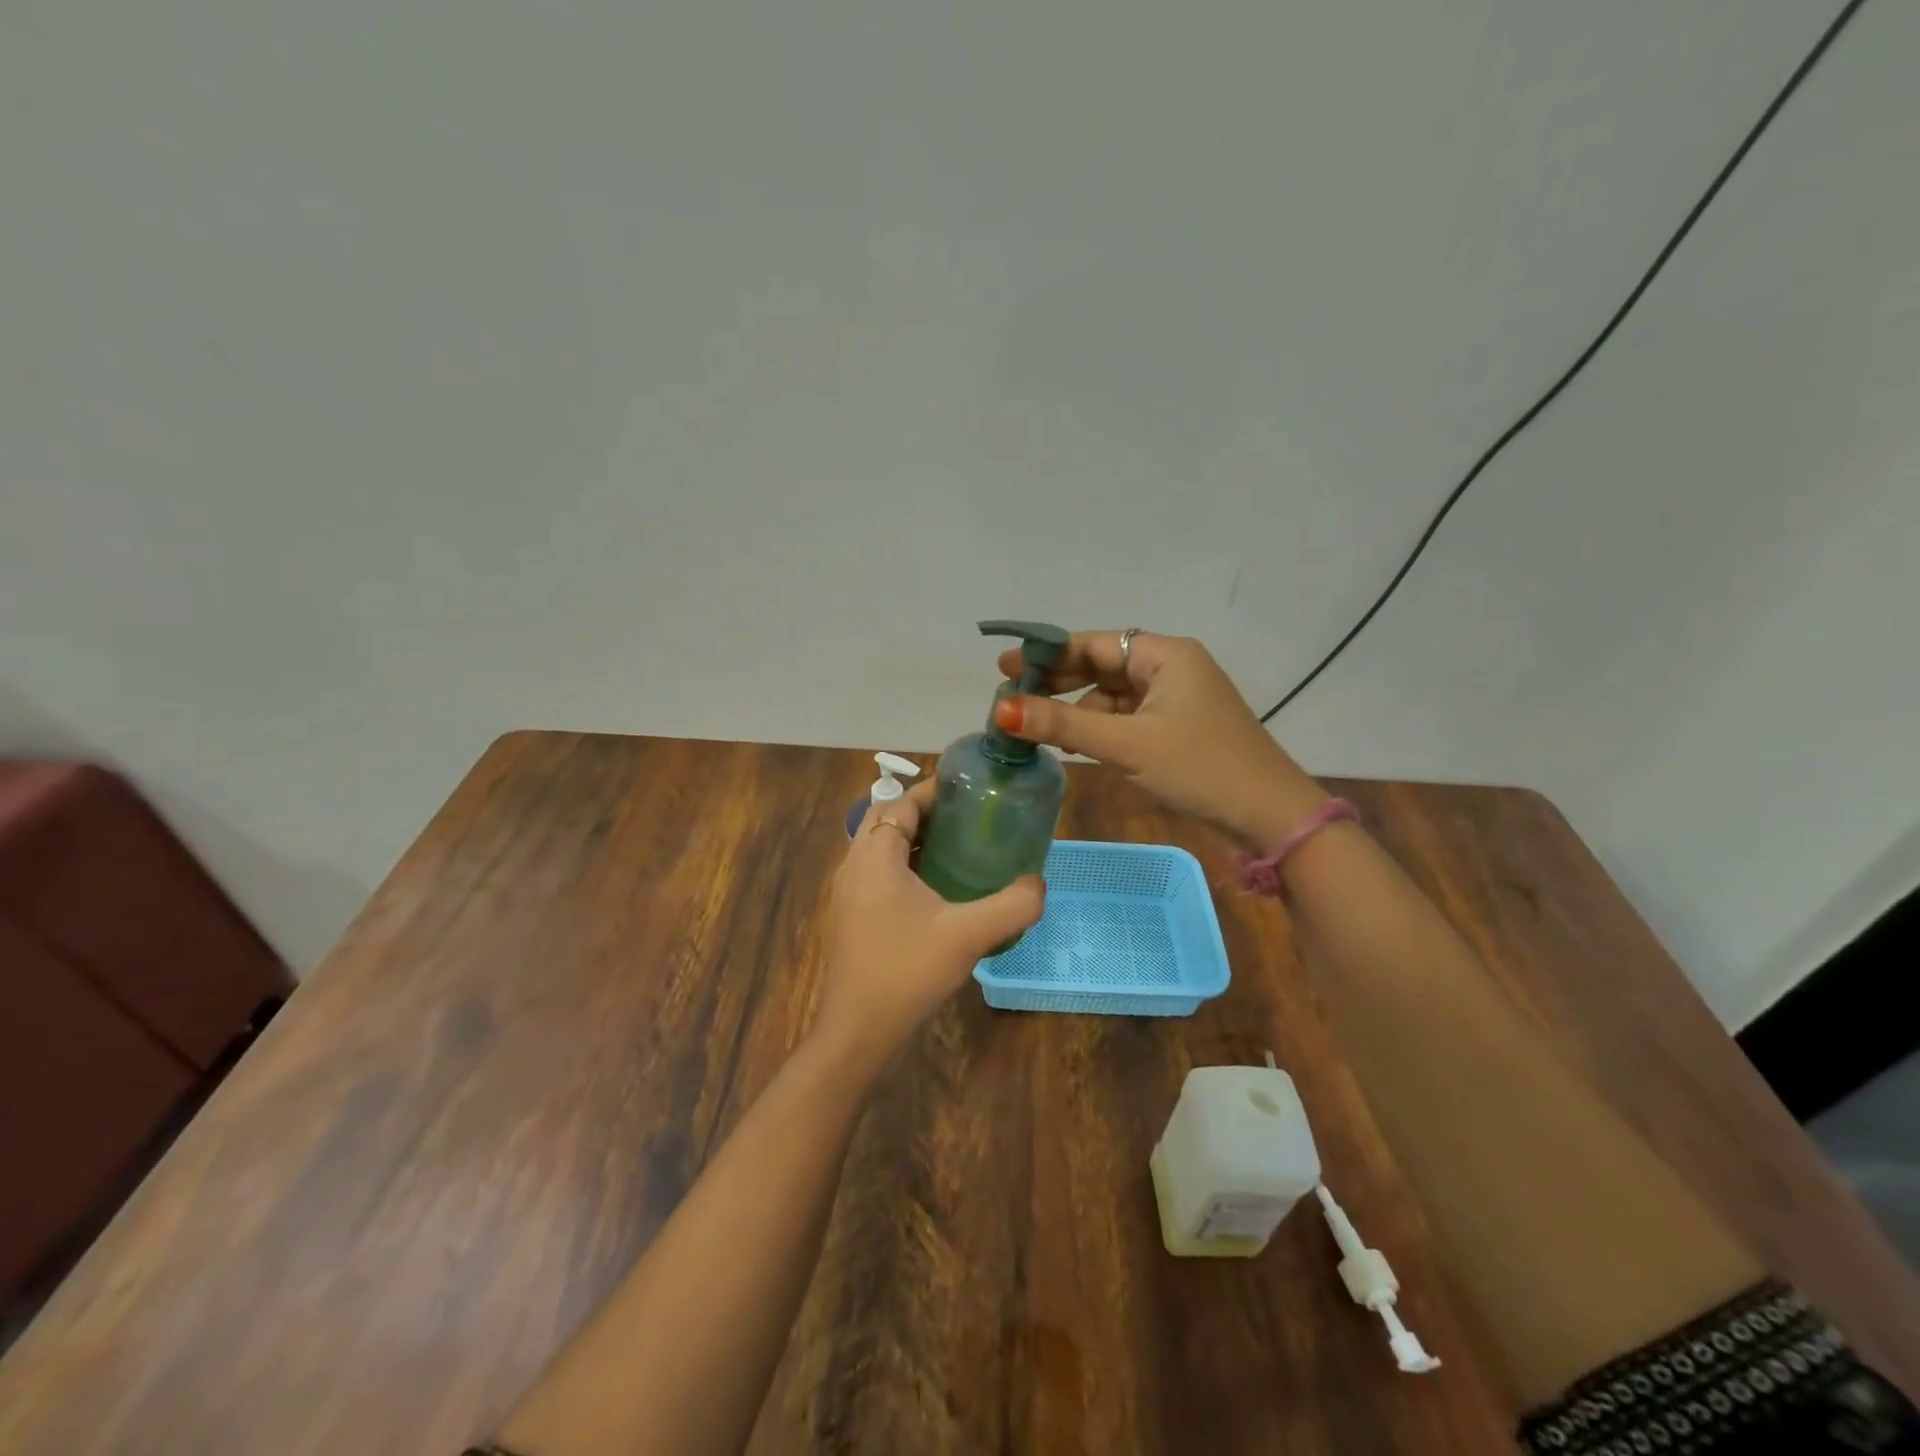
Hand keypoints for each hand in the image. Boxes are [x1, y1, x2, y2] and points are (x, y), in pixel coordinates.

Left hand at [815, 778, 1044, 1067]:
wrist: (859, 1031)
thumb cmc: (908, 971)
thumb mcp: (969, 935)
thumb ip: (1012, 906)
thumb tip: (1039, 884)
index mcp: (875, 857)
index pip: (899, 803)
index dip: (931, 791)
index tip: (967, 788)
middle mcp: (853, 866)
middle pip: (884, 819)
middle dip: (921, 811)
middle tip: (964, 816)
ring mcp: (846, 893)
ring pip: (877, 847)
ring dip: (910, 838)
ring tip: (954, 845)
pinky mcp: (849, 916)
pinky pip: (875, 873)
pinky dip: (901, 865)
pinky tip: (934, 889)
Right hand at [994, 630, 1326, 849]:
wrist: (1268, 815)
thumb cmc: (1199, 768)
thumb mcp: (1126, 744)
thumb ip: (1063, 725)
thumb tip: (1000, 710)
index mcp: (1165, 655)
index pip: (1094, 644)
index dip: (1047, 655)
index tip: (1005, 669)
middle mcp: (1171, 667)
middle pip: (1102, 666)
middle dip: (1058, 682)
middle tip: (1011, 697)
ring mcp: (1177, 698)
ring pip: (1113, 694)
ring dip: (1078, 709)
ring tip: (1038, 728)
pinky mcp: (1179, 726)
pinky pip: (1128, 717)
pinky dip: (1100, 727)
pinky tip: (1076, 744)